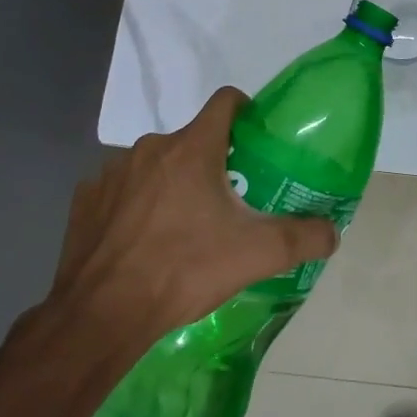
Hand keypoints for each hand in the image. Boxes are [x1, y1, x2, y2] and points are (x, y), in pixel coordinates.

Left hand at [42, 88, 338, 350]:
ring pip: (156, 165)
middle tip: (228, 202)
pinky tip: (142, 241)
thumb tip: (333, 232)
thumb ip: (303, 237)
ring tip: (182, 227)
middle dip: (212, 162)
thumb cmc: (184, 270)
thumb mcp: (256, 255)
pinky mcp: (84, 200)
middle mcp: (151, 148)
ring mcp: (111, 172)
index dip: (246, 112)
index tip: (255, 141)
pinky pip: (121, 189)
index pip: (226, 100)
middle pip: (193, 139)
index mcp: (193, 148)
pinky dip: (136, 204)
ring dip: (172, 184)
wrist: (101, 316)